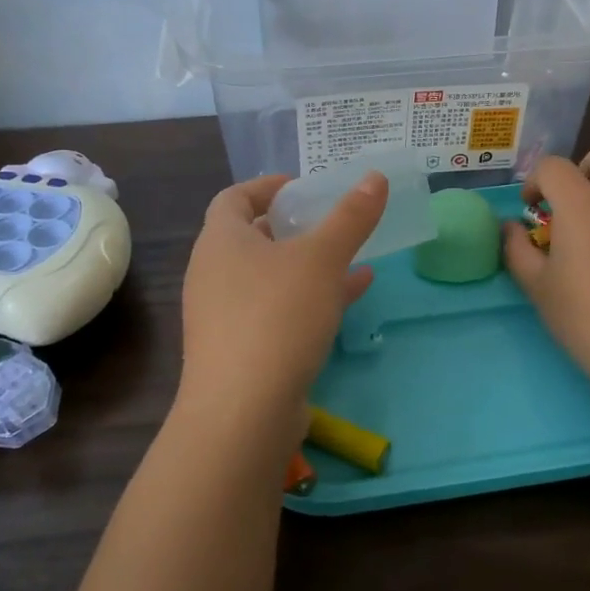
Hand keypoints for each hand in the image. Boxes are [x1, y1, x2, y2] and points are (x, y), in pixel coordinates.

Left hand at [179, 171, 385, 450]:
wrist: (244, 413)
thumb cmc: (278, 316)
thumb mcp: (322, 258)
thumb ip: (351, 216)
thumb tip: (375, 177)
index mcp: (221, 241)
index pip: (235, 197)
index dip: (267, 186)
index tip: (303, 187)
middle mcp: (214, 274)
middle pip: (252, 238)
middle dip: (293, 227)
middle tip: (331, 221)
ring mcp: (224, 316)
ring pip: (270, 278)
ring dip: (308, 265)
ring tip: (352, 257)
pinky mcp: (240, 351)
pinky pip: (277, 311)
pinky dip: (309, 299)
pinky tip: (350, 299)